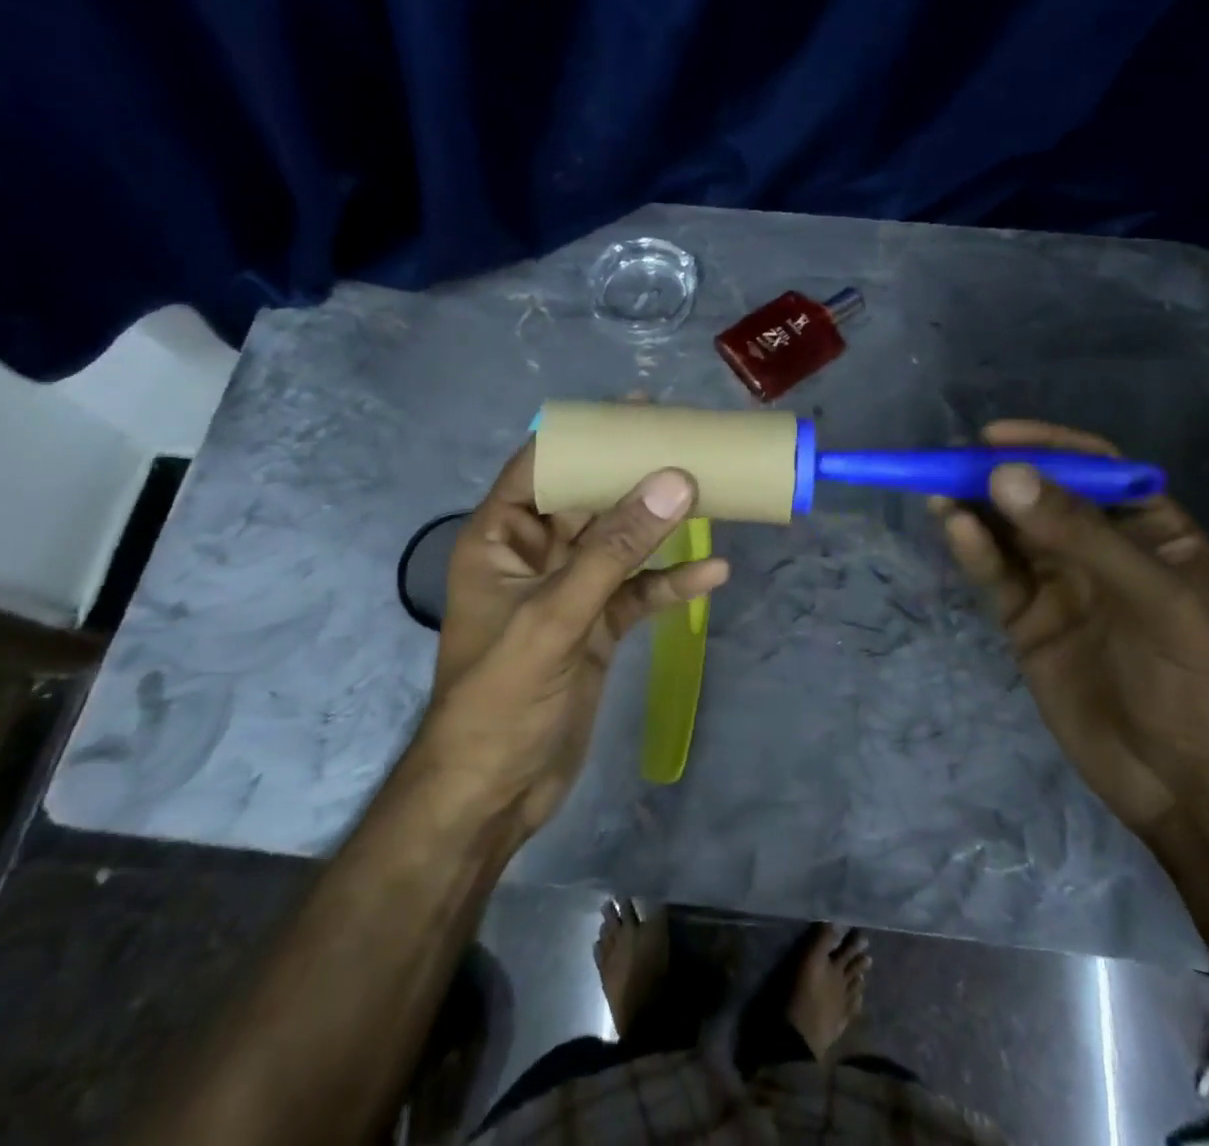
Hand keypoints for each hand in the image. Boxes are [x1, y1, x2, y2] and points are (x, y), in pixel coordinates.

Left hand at [415, 442, 729, 832]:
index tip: (633, 411)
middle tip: (686, 441)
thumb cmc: (500, 698)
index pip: (539, 467)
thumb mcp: (556, 616)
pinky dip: (671, 583)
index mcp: (501, 539)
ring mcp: (568, 593)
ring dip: (660, 525)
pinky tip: (713, 572)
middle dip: (634, 475)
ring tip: (711, 492)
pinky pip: (637, 593)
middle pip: (589, 500)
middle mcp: (535, 556)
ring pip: (620, 544)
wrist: (495, 796)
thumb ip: (616, 549)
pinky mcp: (596, 628)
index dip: (583, 435)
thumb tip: (674, 481)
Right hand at [933, 420, 1208, 834]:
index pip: (1094, 467)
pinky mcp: (1026, 618)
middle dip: (996, 476)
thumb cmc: (1191, 679)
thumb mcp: (1151, 596)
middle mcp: (1099, 547)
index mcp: (1149, 528)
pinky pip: (996, 574)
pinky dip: (973, 551)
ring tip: (937, 492)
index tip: (994, 436)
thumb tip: (1003, 475)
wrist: (1182, 782)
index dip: (1045, 445)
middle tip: (948, 462)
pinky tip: (954, 529)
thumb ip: (1078, 533)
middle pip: (1039, 495)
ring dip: (974, 509)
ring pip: (1008, 532)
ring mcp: (1059, 582)